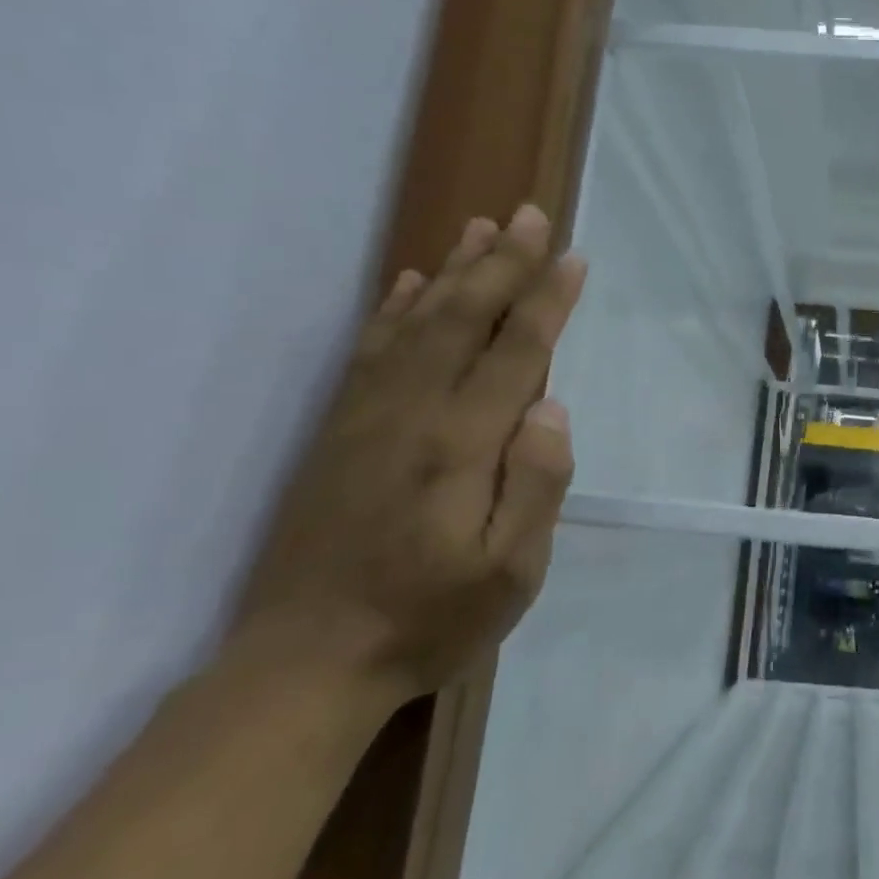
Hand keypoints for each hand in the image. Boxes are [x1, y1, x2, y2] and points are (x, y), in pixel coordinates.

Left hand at [234, 206, 587, 699]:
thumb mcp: (512, 572)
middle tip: (530, 215)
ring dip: (453, 271)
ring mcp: (367, 416)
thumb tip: (551, 407)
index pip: (515, 352)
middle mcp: (412, 413)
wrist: (305, 663)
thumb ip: (538, 485)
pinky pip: (370, 350)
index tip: (573, 258)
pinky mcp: (338, 430)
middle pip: (463, 318)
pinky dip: (394, 308)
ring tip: (479, 228)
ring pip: (416, 322)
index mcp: (462, 444)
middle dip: (503, 263)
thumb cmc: (429, 619)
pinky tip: (411, 283)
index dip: (547, 301)